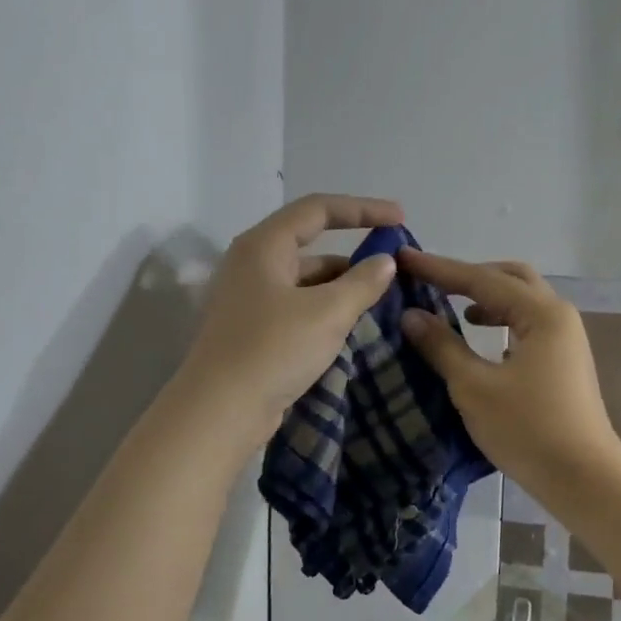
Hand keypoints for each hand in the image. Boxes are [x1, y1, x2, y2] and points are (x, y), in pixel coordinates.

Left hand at [181, 194, 403, 440]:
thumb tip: (385, 262)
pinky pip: (297, 305)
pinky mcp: (252, 328)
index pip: (318, 209)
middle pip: (310, 244)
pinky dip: (325, 307)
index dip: (362, 209)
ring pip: (304, 279)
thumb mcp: (328, 313)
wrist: (220, 411)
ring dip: (341, 284)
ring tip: (379, 299)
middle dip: (353, 253)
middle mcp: (252, 263)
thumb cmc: (273, 350)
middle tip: (392, 267)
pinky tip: (349, 324)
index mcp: (264, 245)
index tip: (400, 218)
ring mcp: (249, 297)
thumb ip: (362, 283)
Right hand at [396, 250, 620, 497]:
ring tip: (450, 307)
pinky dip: (500, 320)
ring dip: (486, 297)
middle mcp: (558, 316)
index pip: (481, 279)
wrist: (584, 479)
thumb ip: (441, 346)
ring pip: (521, 301)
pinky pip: (527, 324)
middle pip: (509, 278)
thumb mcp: (474, 387)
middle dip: (468, 275)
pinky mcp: (564, 361)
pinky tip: (480, 338)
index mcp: (541, 313)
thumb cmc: (528, 430)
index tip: (403, 258)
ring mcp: (565, 339)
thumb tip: (411, 315)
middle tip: (430, 280)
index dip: (438, 269)